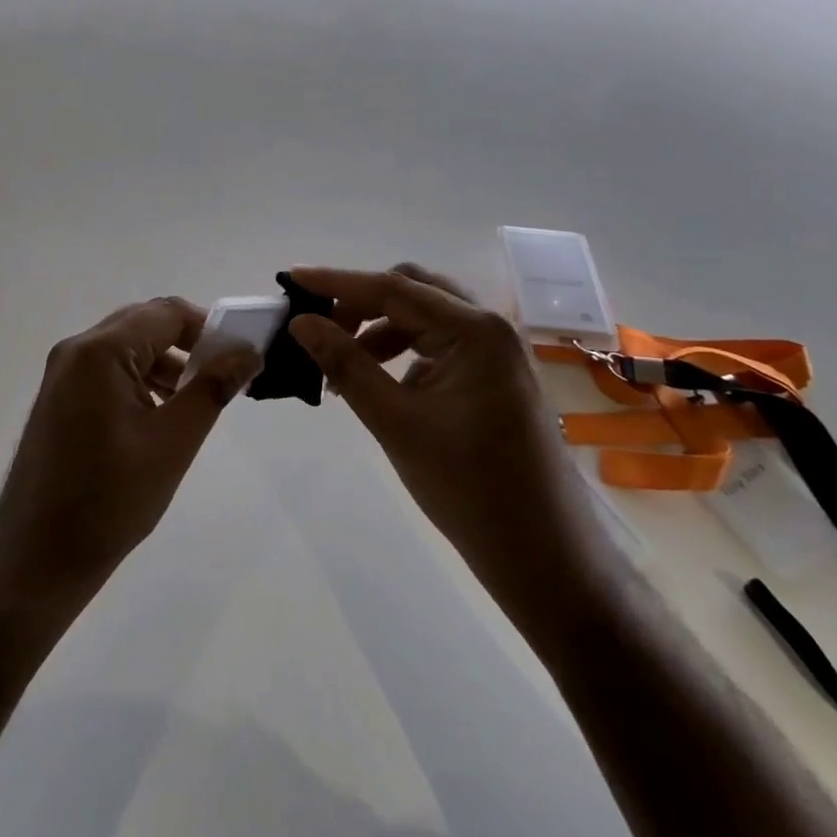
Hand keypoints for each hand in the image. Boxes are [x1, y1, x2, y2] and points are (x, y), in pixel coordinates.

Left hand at [0, 298, 261, 608]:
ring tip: (197, 402)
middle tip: (223, 378)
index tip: (240, 357)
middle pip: (143, 324)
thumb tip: (247, 352)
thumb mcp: (172, 442)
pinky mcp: (59, 399)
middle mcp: (75, 351)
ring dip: (165, 364)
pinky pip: (108, 372)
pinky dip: (140, 381)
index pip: (166, 313)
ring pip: (126, 349)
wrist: (37, 559)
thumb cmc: (110, 500)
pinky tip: (161, 416)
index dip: (208, 327)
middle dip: (188, 345)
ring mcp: (62, 375)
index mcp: (99, 351)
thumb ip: (212, 388)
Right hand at [288, 264, 616, 642]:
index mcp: (475, 331)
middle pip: (412, 292)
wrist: (545, 557)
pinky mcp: (494, 379)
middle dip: (361, 304)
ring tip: (342, 368)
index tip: (291, 278)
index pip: (392, 288)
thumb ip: (345, 364)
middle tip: (319, 329)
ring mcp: (497, 354)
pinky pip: (439, 347)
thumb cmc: (468, 488)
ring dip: (379, 331)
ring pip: (425, 320)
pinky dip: (403, 354)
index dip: (337, 282)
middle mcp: (491, 329)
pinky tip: (380, 387)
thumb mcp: (395, 422)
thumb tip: (301, 322)